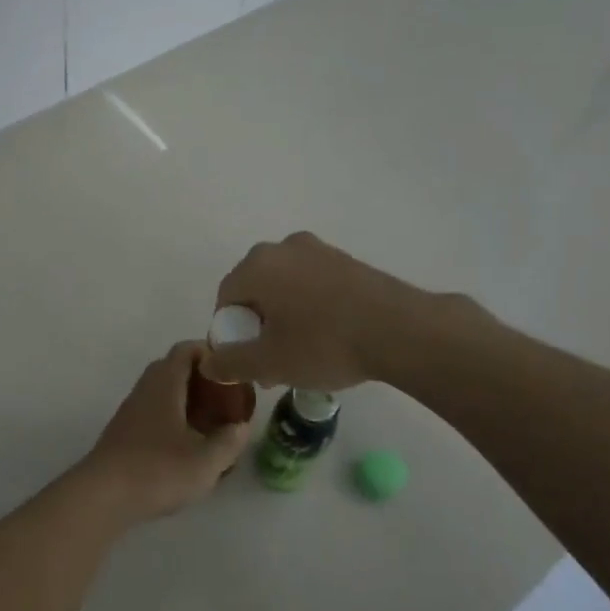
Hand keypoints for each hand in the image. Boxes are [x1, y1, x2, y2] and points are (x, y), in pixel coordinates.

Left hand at [81, 342, 250, 520]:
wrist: (102, 496)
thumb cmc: (157, 471)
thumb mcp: (205, 461)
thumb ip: (229, 441)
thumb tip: (242, 427)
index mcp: (165, 383)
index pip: (187, 350)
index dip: (211, 353)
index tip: (233, 370)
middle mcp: (145, 389)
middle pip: (175, 370)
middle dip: (203, 380)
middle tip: (228, 399)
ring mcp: (131, 411)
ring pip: (164, 393)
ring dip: (188, 402)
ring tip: (213, 425)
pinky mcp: (124, 433)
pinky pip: (155, 413)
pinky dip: (174, 420)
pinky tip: (188, 447)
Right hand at [202, 231, 446, 389]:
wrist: (401, 330)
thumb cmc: (324, 344)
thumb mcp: (269, 363)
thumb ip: (230, 362)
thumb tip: (208, 363)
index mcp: (257, 266)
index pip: (226, 299)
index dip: (230, 334)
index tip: (247, 362)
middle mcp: (283, 248)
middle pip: (255, 291)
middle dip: (257, 327)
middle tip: (272, 362)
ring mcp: (318, 250)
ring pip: (284, 288)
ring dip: (284, 319)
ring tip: (302, 354)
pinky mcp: (346, 260)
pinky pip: (312, 284)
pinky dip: (309, 308)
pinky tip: (328, 337)